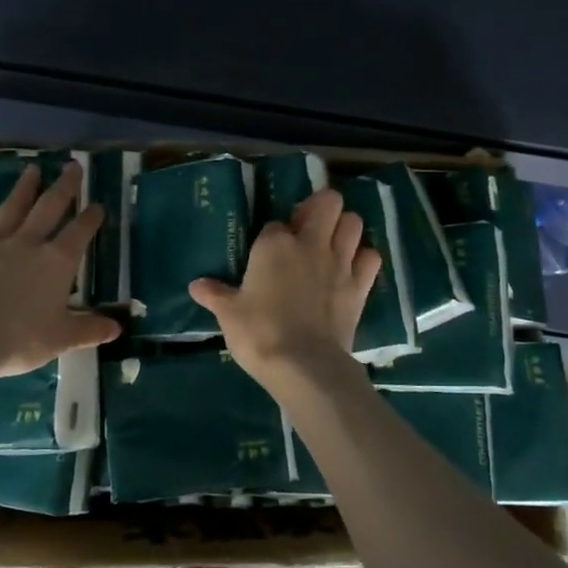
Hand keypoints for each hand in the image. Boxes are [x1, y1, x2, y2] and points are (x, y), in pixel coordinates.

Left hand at [0, 161, 121, 377]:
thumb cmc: (20, 338)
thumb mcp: (62, 338)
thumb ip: (89, 329)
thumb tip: (117, 328)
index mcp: (57, 262)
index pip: (80, 232)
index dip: (92, 217)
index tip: (99, 204)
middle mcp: (28, 244)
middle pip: (49, 208)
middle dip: (64, 187)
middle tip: (72, 166)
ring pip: (11, 210)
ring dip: (23, 189)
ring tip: (32, 169)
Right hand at [189, 188, 380, 386]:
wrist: (303, 364)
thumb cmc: (259, 333)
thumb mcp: (229, 314)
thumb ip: (215, 295)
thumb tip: (196, 285)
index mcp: (274, 244)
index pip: (275, 223)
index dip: (272, 235)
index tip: (267, 252)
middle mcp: (310, 243)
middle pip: (328, 202)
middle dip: (320, 209)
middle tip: (308, 229)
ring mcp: (340, 262)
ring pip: (354, 222)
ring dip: (344, 228)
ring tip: (332, 244)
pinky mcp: (360, 285)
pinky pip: (371, 258)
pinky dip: (364, 259)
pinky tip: (352, 269)